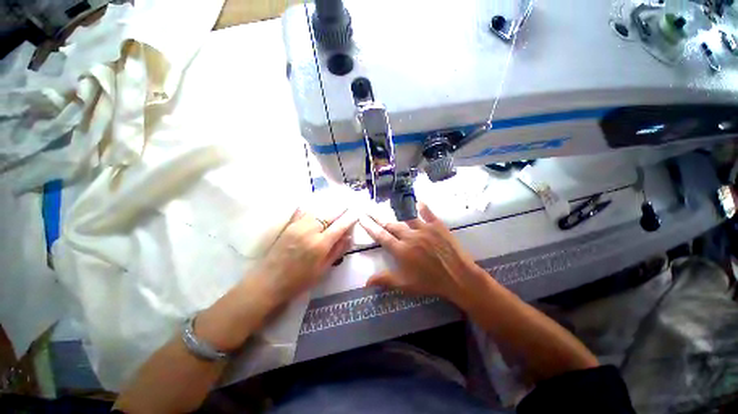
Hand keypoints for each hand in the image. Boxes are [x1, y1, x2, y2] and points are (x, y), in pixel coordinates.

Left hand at [255, 207, 357, 303]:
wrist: (268, 282)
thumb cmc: (299, 281)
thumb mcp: (322, 270)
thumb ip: (337, 251)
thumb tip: (349, 237)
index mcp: (320, 244)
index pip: (340, 226)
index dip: (350, 218)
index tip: (357, 212)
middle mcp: (310, 231)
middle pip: (329, 215)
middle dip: (341, 209)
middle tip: (349, 204)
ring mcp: (298, 226)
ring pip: (317, 211)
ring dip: (329, 207)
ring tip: (336, 203)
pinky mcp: (289, 226)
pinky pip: (303, 212)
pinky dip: (313, 208)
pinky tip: (316, 206)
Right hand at [359, 203, 483, 303]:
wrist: (458, 277)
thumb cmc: (431, 282)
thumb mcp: (406, 285)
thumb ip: (385, 280)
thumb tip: (366, 282)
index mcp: (401, 250)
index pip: (381, 236)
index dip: (370, 227)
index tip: (362, 218)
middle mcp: (410, 236)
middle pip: (391, 224)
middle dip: (378, 217)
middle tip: (369, 209)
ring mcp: (424, 229)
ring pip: (406, 217)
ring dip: (396, 211)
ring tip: (388, 204)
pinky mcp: (437, 226)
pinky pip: (427, 213)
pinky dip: (422, 207)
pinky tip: (417, 201)